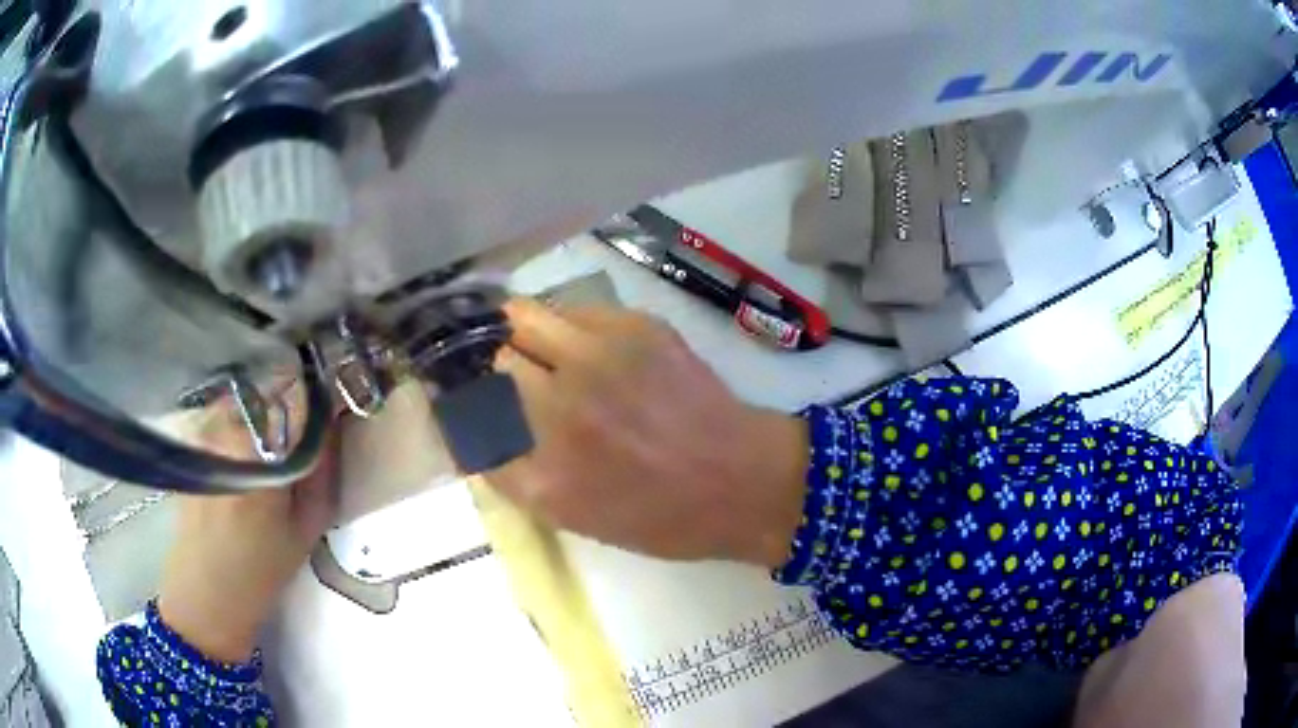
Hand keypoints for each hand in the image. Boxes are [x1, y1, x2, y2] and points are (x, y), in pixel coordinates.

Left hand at [157, 390, 339, 662]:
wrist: (205, 592)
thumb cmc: (261, 569)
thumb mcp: (307, 528)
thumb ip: (322, 470)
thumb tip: (334, 422)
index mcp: (259, 452)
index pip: (298, 396)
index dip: (321, 394)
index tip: (335, 401)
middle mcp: (225, 427)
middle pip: (269, 386)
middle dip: (291, 396)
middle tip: (303, 425)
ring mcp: (203, 427)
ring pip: (246, 394)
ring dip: (265, 405)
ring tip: (273, 439)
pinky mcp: (190, 435)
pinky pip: (224, 409)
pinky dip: (241, 417)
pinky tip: (244, 450)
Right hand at [486, 299, 808, 565]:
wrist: (742, 482)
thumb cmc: (661, 518)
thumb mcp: (573, 517)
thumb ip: (514, 474)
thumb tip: (474, 429)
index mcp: (542, 472)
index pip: (465, 418)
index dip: (459, 405)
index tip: (462, 401)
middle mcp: (560, 408)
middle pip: (486, 358)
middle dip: (486, 365)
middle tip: (503, 374)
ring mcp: (598, 359)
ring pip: (519, 316)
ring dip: (517, 333)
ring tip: (534, 349)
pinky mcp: (635, 327)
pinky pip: (570, 309)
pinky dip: (563, 326)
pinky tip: (583, 347)